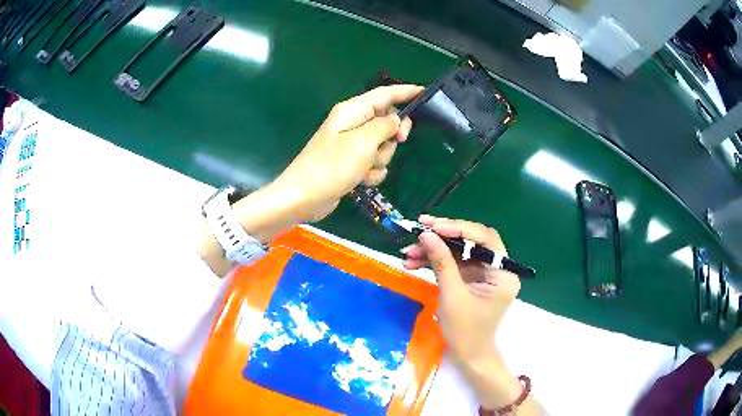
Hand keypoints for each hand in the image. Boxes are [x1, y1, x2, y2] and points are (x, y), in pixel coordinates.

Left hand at [272, 85, 422, 221]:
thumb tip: (397, 121)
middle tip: (397, 141)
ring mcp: (351, 145)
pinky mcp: (351, 164)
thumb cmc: (331, 166)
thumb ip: (385, 126)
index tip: (425, 93)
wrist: (304, 197)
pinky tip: (361, 181)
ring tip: (365, 168)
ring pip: (383, 146)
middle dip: (392, 136)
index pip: (385, 95)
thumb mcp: (363, 142)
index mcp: (353, 111)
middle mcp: (353, 124)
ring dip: (380, 159)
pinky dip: (372, 172)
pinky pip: (374, 163)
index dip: (406, 92)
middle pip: (387, 122)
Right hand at [402, 215, 520, 361]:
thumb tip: (426, 234)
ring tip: (407, 253)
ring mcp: (483, 273)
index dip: (459, 229)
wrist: (467, 355)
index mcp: (503, 272)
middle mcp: (497, 268)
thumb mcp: (452, 295)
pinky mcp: (471, 279)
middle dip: (443, 236)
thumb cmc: (465, 331)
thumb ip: (441, 262)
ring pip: (458, 251)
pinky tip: (413, 262)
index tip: (434, 227)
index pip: (485, 239)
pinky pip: (453, 263)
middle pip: (471, 241)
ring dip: (433, 250)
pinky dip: (434, 262)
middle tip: (419, 229)